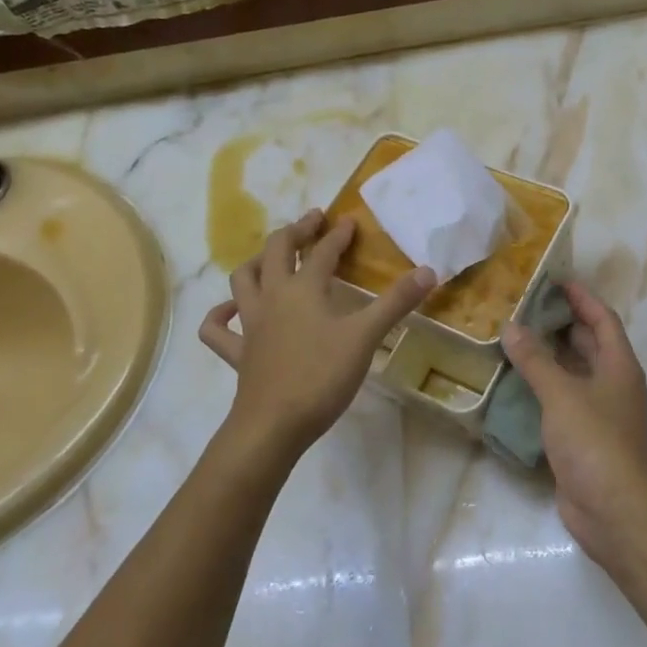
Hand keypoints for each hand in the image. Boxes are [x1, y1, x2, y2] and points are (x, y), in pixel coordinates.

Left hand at [199, 210, 433, 457]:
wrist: (274, 425)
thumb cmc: (322, 376)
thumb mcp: (366, 337)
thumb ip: (396, 302)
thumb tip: (429, 270)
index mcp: (303, 289)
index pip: (323, 252)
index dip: (338, 235)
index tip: (349, 221)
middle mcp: (272, 297)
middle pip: (276, 251)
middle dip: (295, 232)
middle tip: (312, 222)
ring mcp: (250, 325)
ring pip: (243, 280)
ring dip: (257, 262)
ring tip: (271, 257)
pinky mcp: (237, 353)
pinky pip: (217, 329)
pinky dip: (220, 315)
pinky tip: (231, 310)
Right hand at [502, 281, 646, 560]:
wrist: (612, 508)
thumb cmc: (593, 440)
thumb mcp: (561, 394)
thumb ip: (536, 360)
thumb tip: (512, 328)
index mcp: (619, 365)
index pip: (602, 319)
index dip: (582, 297)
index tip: (555, 280)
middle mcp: (614, 384)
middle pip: (589, 344)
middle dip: (561, 324)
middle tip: (526, 308)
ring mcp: (601, 412)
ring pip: (574, 373)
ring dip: (550, 357)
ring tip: (515, 340)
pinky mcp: (585, 437)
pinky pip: (563, 401)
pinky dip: (544, 388)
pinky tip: (516, 385)